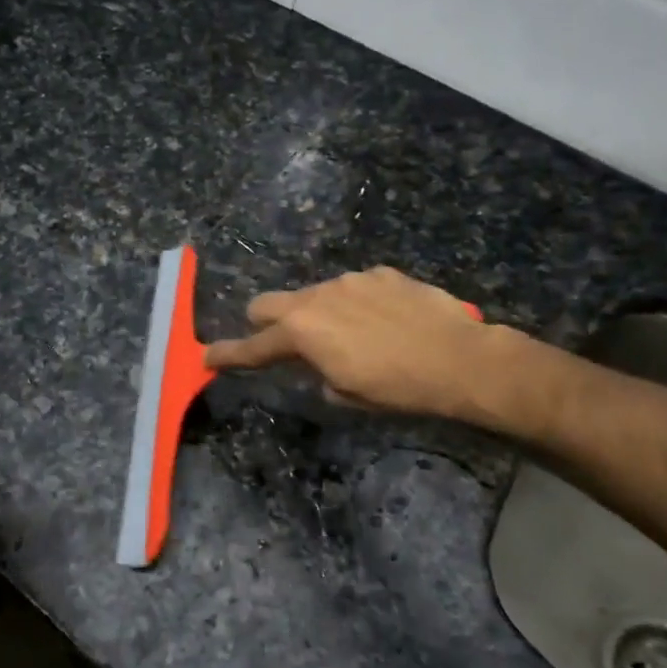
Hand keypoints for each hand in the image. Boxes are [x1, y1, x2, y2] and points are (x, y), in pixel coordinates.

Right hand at [204, 266, 515, 420]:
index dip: (228, 355)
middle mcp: (317, 297)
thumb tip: (319, 365)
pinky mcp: (381, 273)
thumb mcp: (347, 394)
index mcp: (302, 332)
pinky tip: (384, 321)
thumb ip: (317, 374)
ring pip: (314, 294)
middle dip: (264, 323)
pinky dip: (356, 303)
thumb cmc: (397, 387)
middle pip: (268, 303)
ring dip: (317, 313)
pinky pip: (354, 287)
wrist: (459, 358)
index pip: (253, 347)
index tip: (207, 357)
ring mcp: (350, 280)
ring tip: (352, 336)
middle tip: (283, 343)